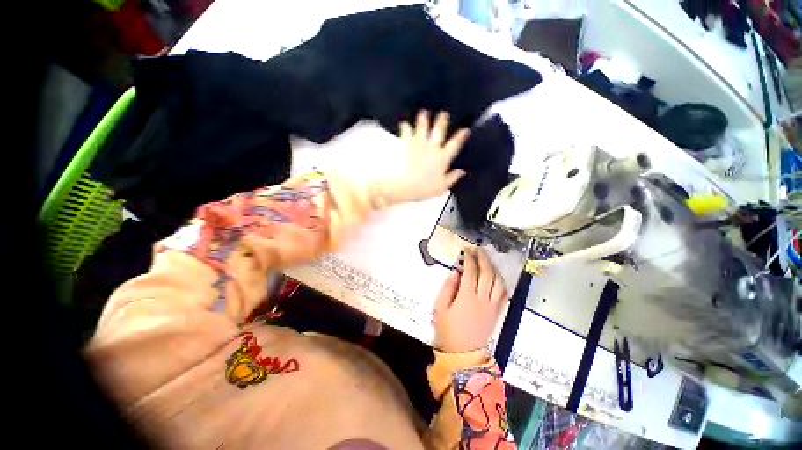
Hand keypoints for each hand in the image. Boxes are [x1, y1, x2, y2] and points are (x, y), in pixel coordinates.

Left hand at [386, 110, 469, 203]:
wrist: (407, 185)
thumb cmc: (424, 188)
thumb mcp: (442, 187)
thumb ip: (452, 178)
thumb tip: (461, 172)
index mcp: (442, 158)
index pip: (454, 145)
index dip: (461, 136)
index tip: (465, 130)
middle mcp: (432, 148)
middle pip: (439, 131)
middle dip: (442, 121)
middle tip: (443, 113)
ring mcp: (420, 145)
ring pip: (423, 128)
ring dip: (423, 120)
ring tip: (423, 113)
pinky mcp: (408, 145)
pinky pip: (406, 133)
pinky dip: (405, 127)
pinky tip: (404, 123)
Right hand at [433, 247, 507, 352]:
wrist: (462, 354)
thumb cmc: (447, 330)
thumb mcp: (440, 308)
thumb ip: (448, 287)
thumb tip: (455, 271)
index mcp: (467, 296)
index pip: (470, 271)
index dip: (469, 258)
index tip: (467, 250)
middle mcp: (482, 299)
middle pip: (487, 274)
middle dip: (483, 259)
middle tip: (478, 250)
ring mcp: (492, 306)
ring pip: (498, 282)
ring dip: (493, 269)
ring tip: (488, 260)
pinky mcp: (497, 313)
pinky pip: (503, 294)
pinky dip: (501, 282)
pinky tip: (497, 277)